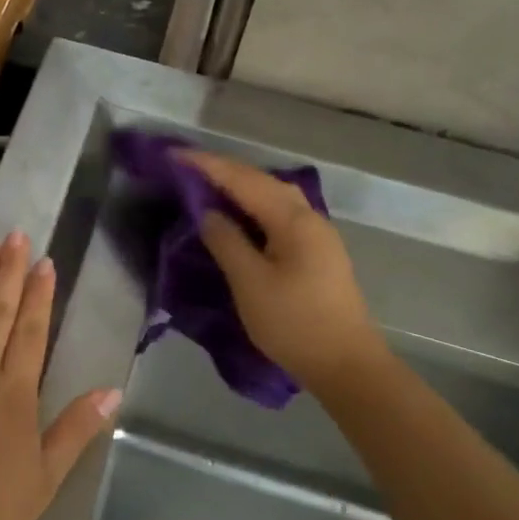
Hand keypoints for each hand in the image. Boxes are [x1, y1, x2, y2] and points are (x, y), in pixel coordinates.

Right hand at [178, 151, 386, 391]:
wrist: (345, 364)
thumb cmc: (294, 323)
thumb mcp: (250, 283)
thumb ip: (226, 242)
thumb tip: (208, 214)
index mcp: (293, 220)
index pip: (243, 180)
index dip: (207, 165)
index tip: (173, 155)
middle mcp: (309, 218)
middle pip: (262, 181)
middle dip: (223, 171)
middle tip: (186, 168)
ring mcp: (316, 235)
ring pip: (272, 197)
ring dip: (239, 187)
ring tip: (206, 187)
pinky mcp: (316, 253)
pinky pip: (278, 215)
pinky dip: (252, 207)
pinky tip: (237, 216)